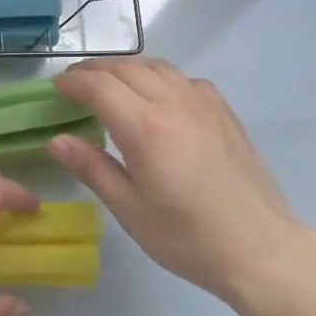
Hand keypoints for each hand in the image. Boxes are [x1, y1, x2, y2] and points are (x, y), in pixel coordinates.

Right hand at [50, 59, 315, 301]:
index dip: (73, 82)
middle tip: (75, 84)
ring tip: (110, 84)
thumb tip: (57, 140)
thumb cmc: (187, 238)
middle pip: (127, 68)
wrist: (260, 248)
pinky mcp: (224, 112)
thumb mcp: (130, 210)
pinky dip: (160, 77)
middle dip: (95, 71)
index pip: (100, 86)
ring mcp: (204, 103)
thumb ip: (92, 169)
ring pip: (157, 67)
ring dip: (127, 68)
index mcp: (145, 128)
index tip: (56, 88)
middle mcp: (174, 103)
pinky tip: (158, 98)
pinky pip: (184, 79)